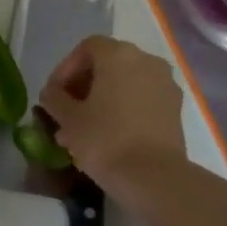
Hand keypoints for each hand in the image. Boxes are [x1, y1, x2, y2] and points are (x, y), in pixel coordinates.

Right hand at [38, 37, 186, 194]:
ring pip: (125, 83)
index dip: (65, 69)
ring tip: (84, 128)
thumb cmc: (104, 140)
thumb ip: (54, 98)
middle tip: (66, 111)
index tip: (54, 95)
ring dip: (102, 99)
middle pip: (108, 64)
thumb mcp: (68, 118)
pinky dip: (123, 109)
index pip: (86, 48)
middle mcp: (146, 60)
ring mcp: (165, 84)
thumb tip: (51, 93)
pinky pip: (142, 99)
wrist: (153, 177)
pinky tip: (108, 135)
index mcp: (119, 55)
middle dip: (83, 85)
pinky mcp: (175, 108)